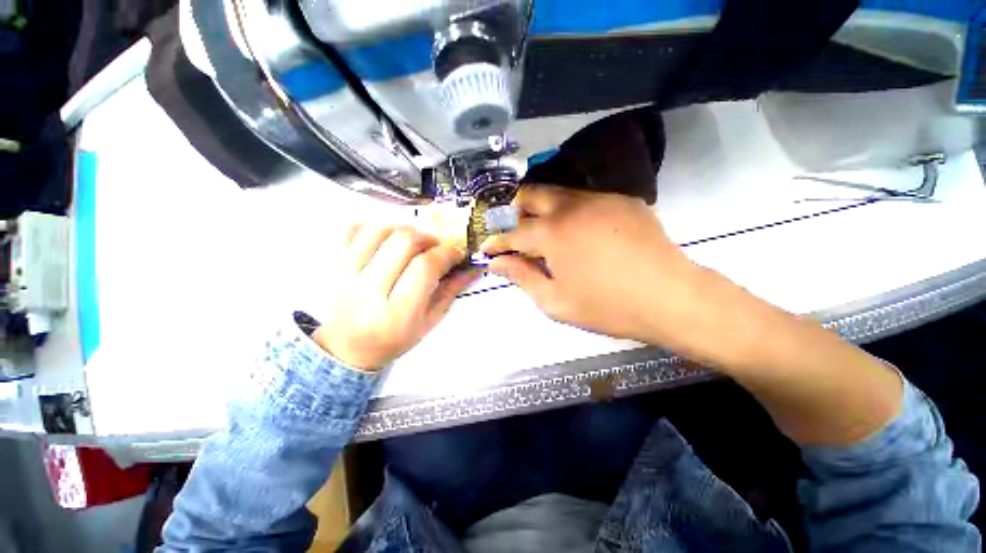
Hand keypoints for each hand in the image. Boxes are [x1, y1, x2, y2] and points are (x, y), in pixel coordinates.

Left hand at [313, 225, 478, 370]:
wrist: (348, 349)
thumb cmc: (393, 340)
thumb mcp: (428, 322)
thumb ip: (450, 291)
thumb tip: (471, 268)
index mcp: (398, 312)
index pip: (425, 267)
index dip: (446, 253)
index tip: (457, 253)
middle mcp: (370, 290)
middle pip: (403, 242)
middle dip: (428, 238)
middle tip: (436, 247)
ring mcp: (348, 274)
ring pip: (380, 230)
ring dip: (405, 230)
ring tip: (414, 242)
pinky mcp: (337, 265)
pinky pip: (353, 230)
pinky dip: (375, 227)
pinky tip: (388, 238)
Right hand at [481, 185, 704, 345]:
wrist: (671, 298)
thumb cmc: (606, 306)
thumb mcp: (555, 301)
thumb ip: (522, 277)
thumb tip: (497, 263)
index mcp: (552, 233)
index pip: (513, 232)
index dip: (496, 241)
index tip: (487, 248)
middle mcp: (571, 207)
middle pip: (531, 194)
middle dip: (514, 210)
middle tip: (512, 229)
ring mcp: (600, 199)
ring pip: (559, 193)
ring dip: (542, 208)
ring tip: (543, 230)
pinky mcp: (623, 201)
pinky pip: (587, 199)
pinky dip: (572, 211)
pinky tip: (579, 231)